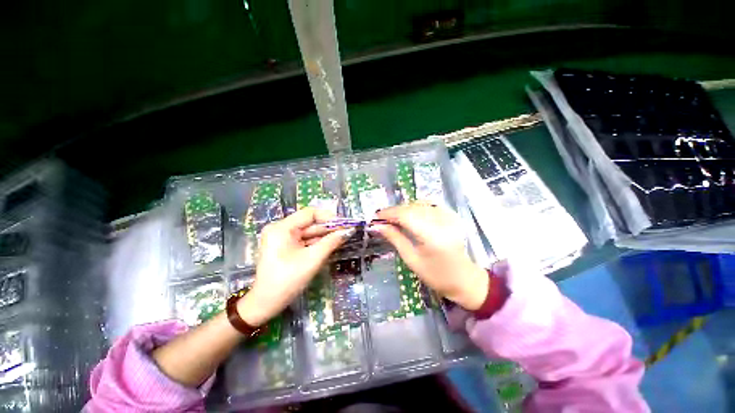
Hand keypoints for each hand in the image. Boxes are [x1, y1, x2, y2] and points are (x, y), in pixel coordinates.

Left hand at [238, 208, 353, 325]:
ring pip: (308, 232)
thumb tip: (348, 231)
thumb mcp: (312, 260)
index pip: (309, 214)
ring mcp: (282, 238)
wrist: (266, 304)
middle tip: (347, 232)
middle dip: (328, 228)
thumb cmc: (287, 281)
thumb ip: (331, 242)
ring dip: (324, 235)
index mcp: (282, 228)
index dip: (329, 217)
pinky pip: (304, 240)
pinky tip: (331, 244)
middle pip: (309, 223)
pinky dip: (317, 242)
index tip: (344, 224)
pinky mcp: (285, 246)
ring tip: (342, 237)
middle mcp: (280, 229)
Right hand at [372, 204, 487, 309]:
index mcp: (432, 236)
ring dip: (404, 209)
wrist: (464, 279)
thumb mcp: (411, 259)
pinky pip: (430, 204)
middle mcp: (442, 222)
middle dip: (394, 211)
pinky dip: (416, 207)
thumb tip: (377, 226)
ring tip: (394, 218)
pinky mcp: (452, 215)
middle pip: (412, 207)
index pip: (406, 216)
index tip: (375, 216)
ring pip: (420, 204)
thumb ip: (395, 238)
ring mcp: (449, 216)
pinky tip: (410, 214)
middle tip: (382, 219)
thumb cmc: (435, 275)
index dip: (389, 213)